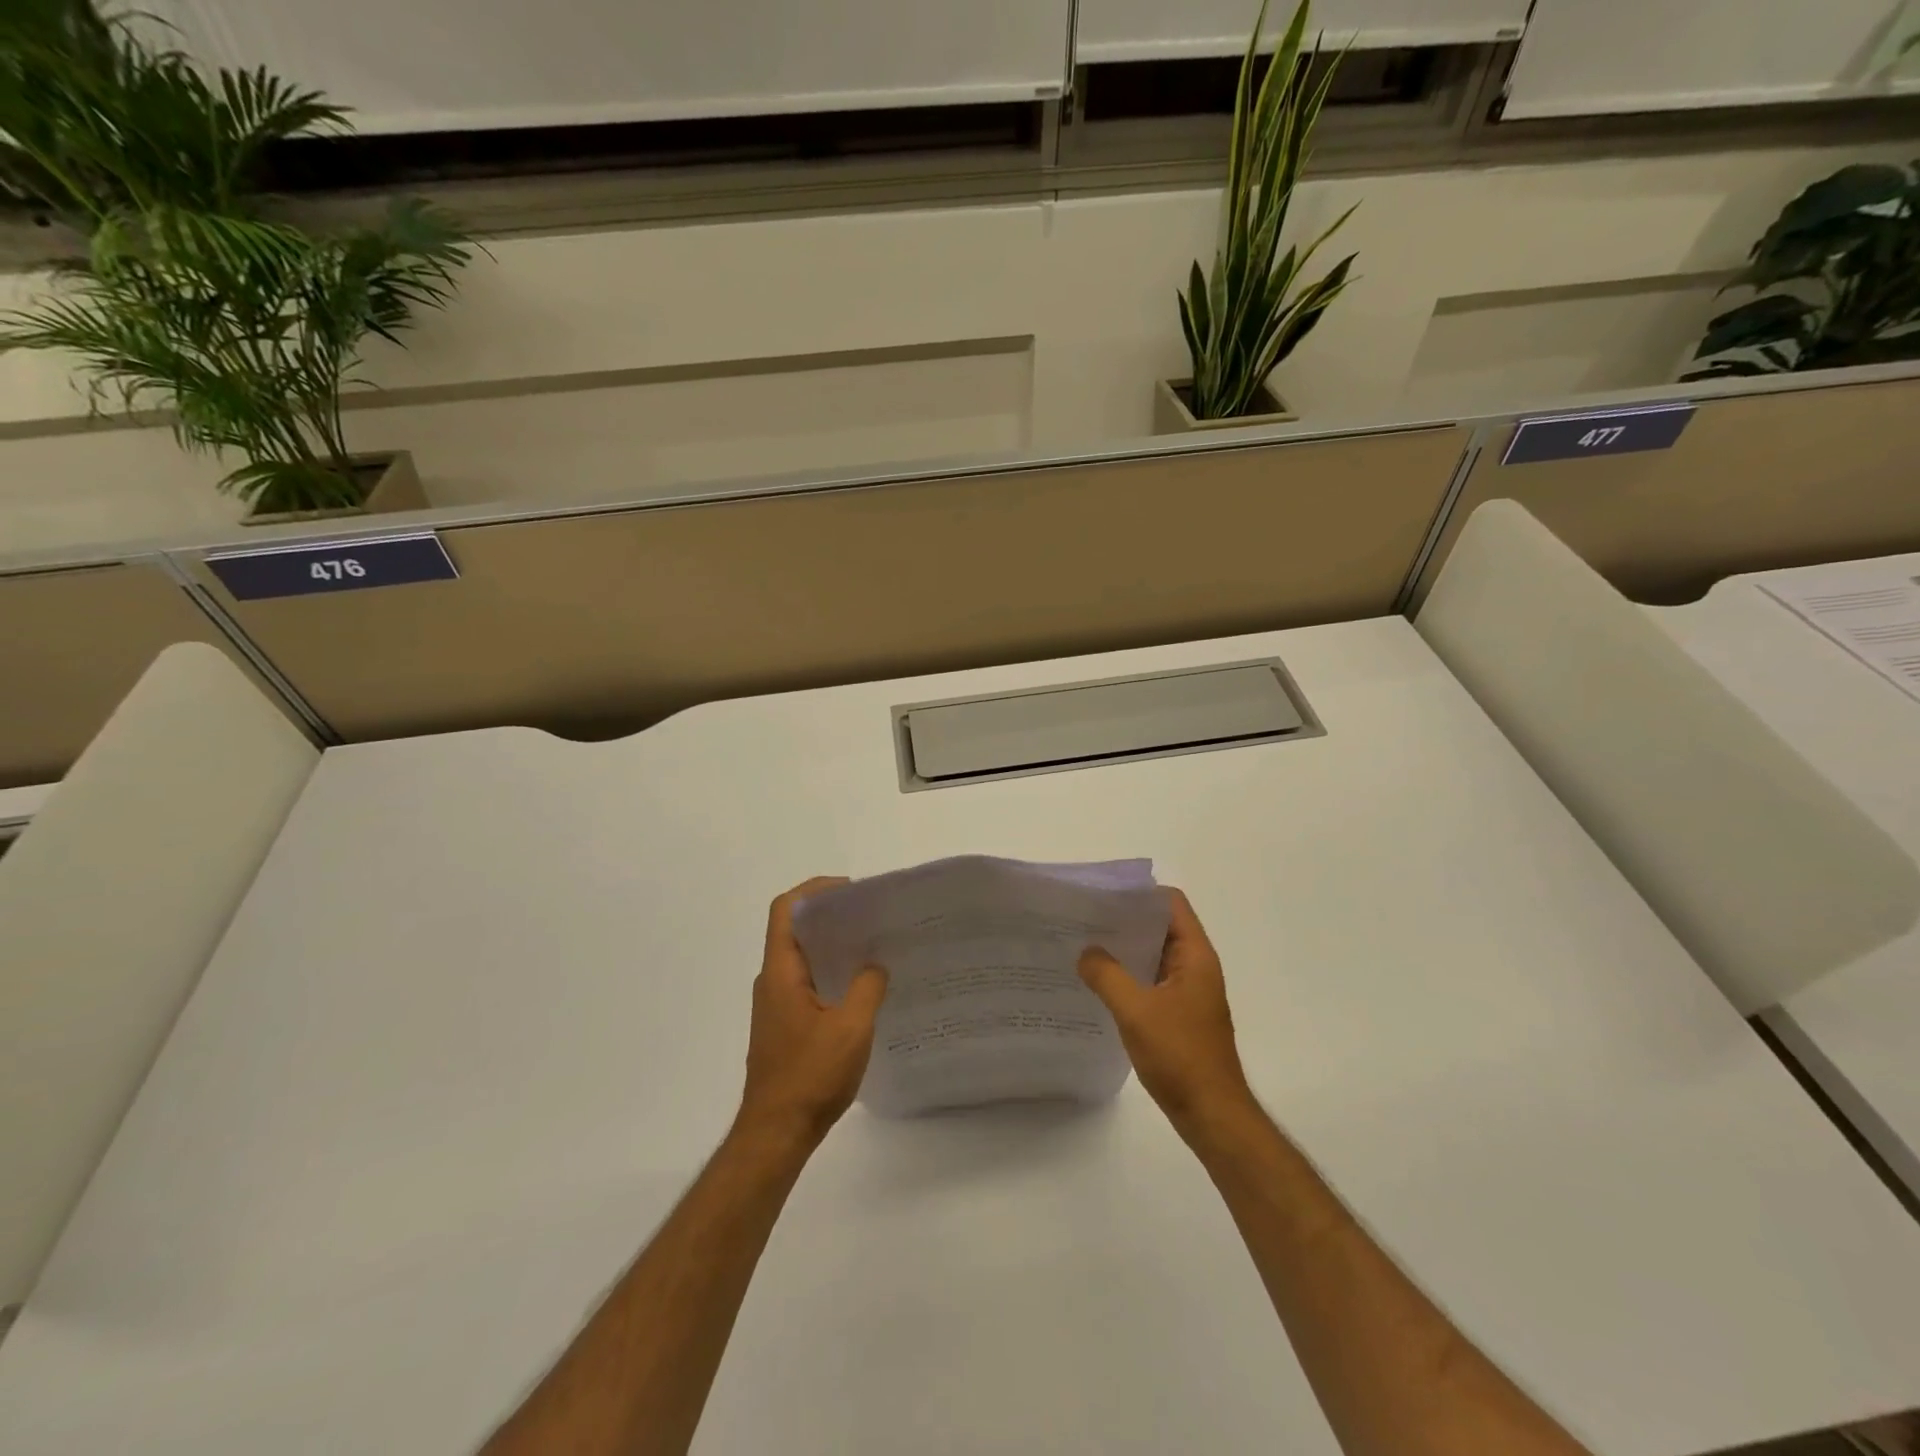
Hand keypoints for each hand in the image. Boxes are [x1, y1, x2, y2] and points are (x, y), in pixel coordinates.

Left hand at [737, 878, 888, 1151]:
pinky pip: (806, 983)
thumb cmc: (810, 1076)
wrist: (776, 1134)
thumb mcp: (851, 1028)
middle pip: (794, 930)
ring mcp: (775, 1005)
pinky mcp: (783, 1025)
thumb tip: (875, 965)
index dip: (814, 890)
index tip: (850, 892)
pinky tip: (860, 988)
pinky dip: (830, 973)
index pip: (785, 910)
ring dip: (832, 946)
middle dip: (830, 916)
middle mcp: (772, 981)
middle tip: (870, 916)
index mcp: (781, 973)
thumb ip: (867, 987)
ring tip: (872, 946)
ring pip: (802, 959)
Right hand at [1078, 888, 1255, 1134]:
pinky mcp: (1178, 1015)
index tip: (1103, 895)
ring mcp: (1188, 992)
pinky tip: (1098, 983)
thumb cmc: (1180, 1056)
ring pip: (1153, 956)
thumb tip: (1086, 952)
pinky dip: (1128, 976)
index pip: (1170, 904)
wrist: (1212, 1115)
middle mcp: (1195, 967)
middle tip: (1083, 918)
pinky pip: (1150, 982)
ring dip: (1124, 950)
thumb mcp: (1136, 1011)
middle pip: (1160, 927)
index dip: (1140, 893)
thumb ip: (1107, 975)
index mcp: (1195, 956)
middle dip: (1124, 920)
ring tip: (1083, 945)